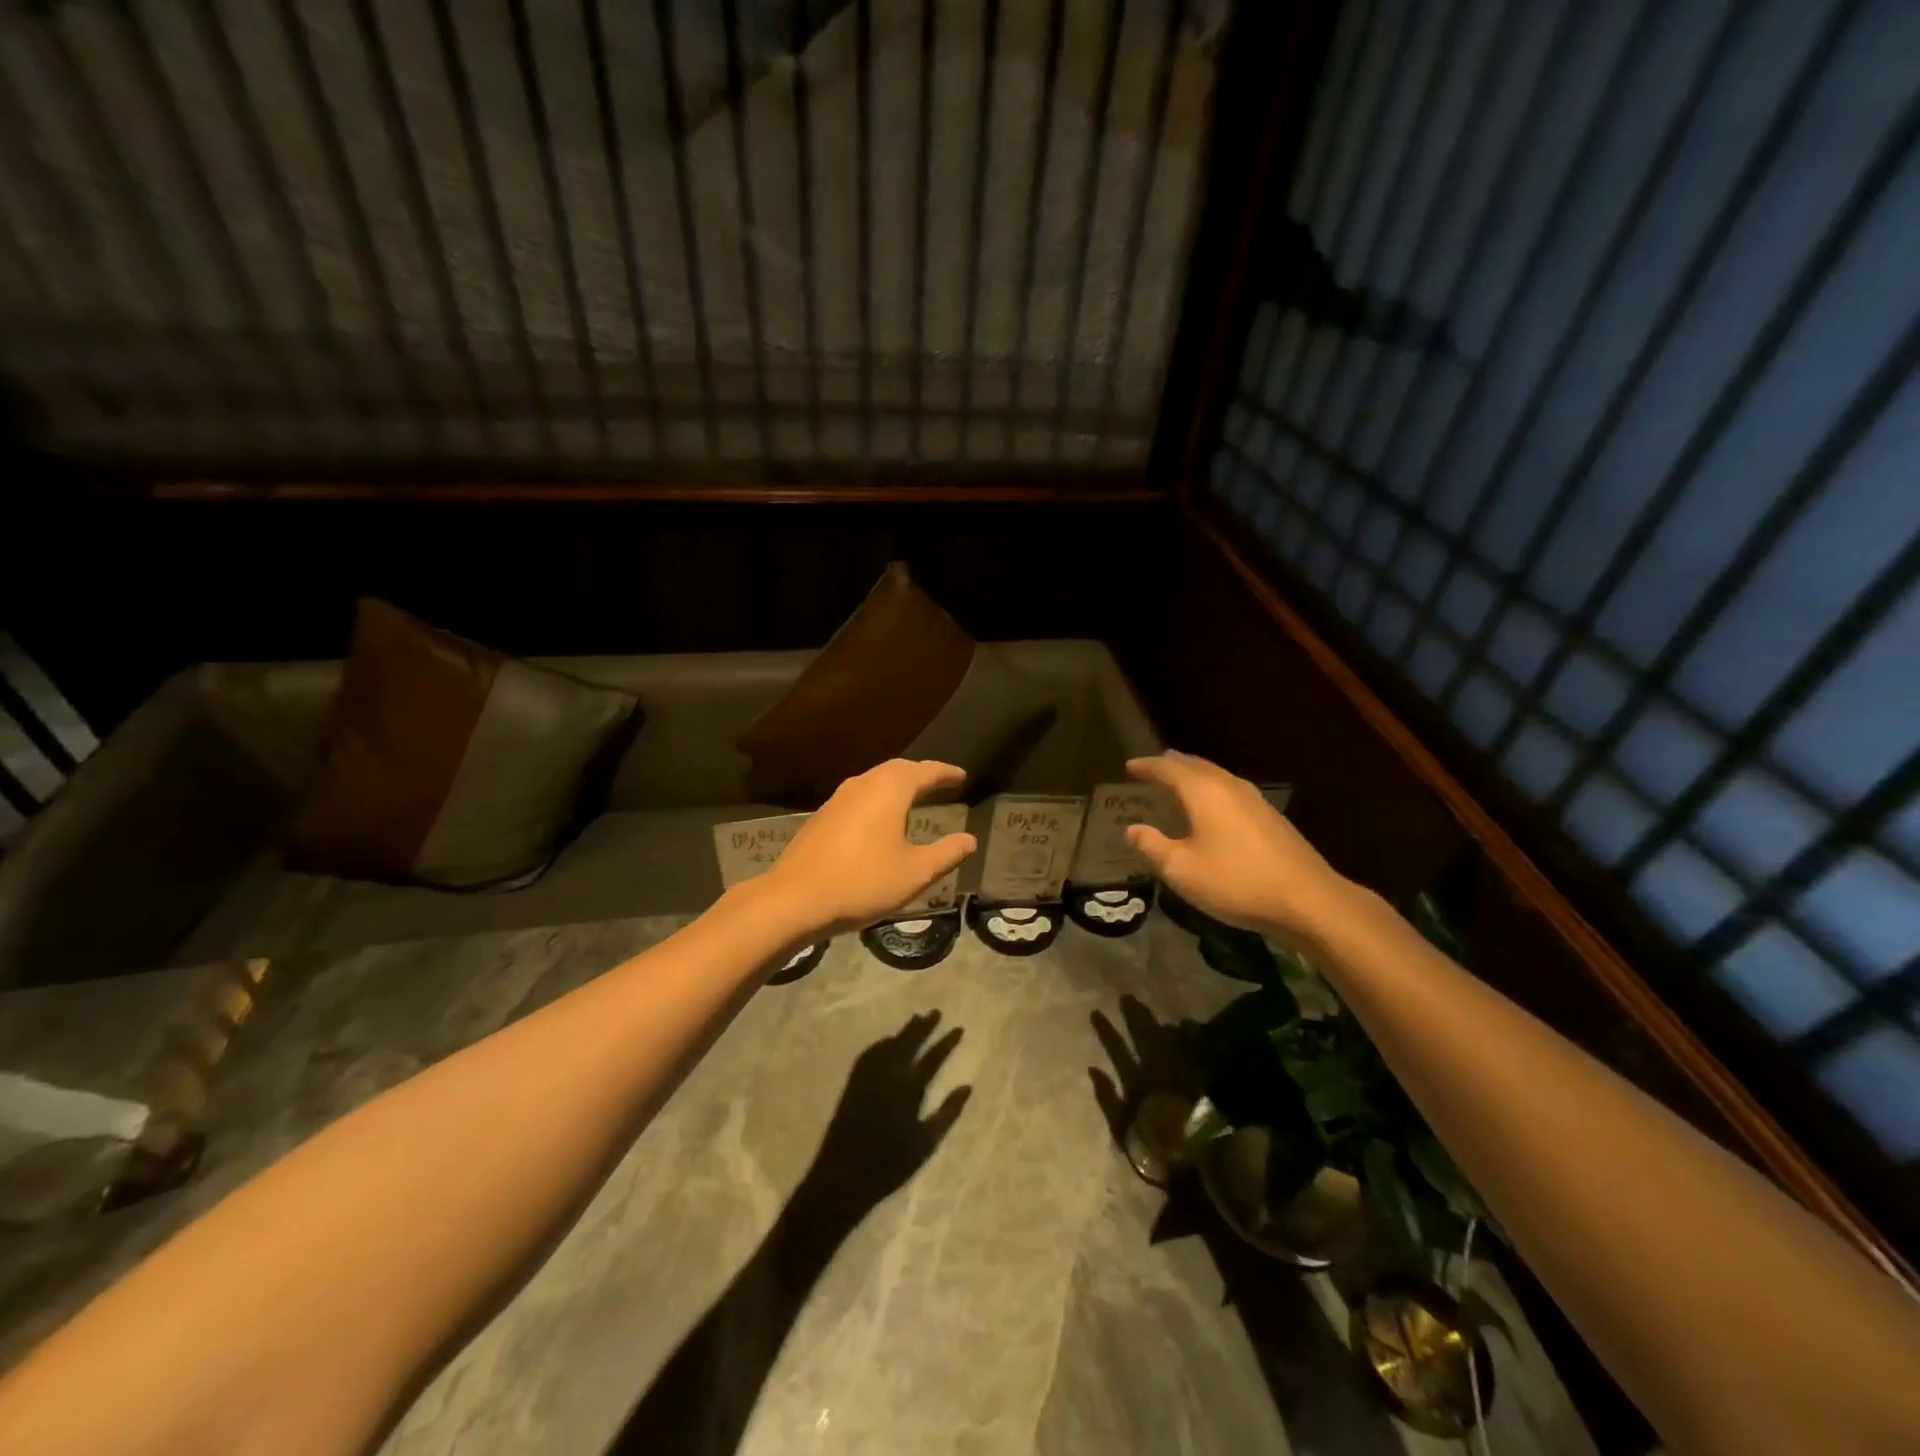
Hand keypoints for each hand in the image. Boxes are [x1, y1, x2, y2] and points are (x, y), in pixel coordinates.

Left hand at [763, 759, 978, 934]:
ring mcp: (837, 799)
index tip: (961, 776)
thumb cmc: (863, 882)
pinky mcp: (822, 817)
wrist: (794, 899)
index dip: (946, 773)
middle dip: (920, 774)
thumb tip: (969, 840)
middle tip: (939, 782)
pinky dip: (877, 799)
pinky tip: (878, 820)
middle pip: (897, 770)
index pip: (925, 772)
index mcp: (889, 790)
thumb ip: (946, 853)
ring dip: (896, 785)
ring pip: (874, 781)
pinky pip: (858, 797)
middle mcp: (862, 784)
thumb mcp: (915, 873)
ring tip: (913, 798)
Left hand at [804, 1012, 970, 1210]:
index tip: (959, 1028)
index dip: (947, 1042)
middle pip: (909, 1042)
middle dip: (924, 1026)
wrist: (844, 1175)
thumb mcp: (926, 1143)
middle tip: (936, 1012)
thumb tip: (967, 1087)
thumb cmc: (890, 1163)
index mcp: (910, 1088)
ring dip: (905, 1031)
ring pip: (890, 1044)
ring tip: (917, 1018)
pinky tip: (887, 1041)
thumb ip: (948, 1113)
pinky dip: (882, 1043)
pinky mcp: (854, 1082)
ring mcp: (869, 1076)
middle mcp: (889, 1074)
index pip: (933, 1058)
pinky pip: (871, 1053)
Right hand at [1124, 751, 1352, 942]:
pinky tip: (1214, 805)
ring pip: (1217, 776)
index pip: (1168, 769)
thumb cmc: (1235, 882)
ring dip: (1194, 774)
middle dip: (1172, 764)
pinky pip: (1231, 789)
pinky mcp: (1270, 817)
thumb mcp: (1182, 870)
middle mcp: (1228, 786)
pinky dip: (1212, 788)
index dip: (1146, 766)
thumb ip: (1153, 847)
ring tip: (1180, 779)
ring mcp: (1254, 799)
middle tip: (1154, 766)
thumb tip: (1133, 830)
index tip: (1130, 766)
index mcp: (1203, 792)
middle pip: (1195, 765)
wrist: (1307, 899)